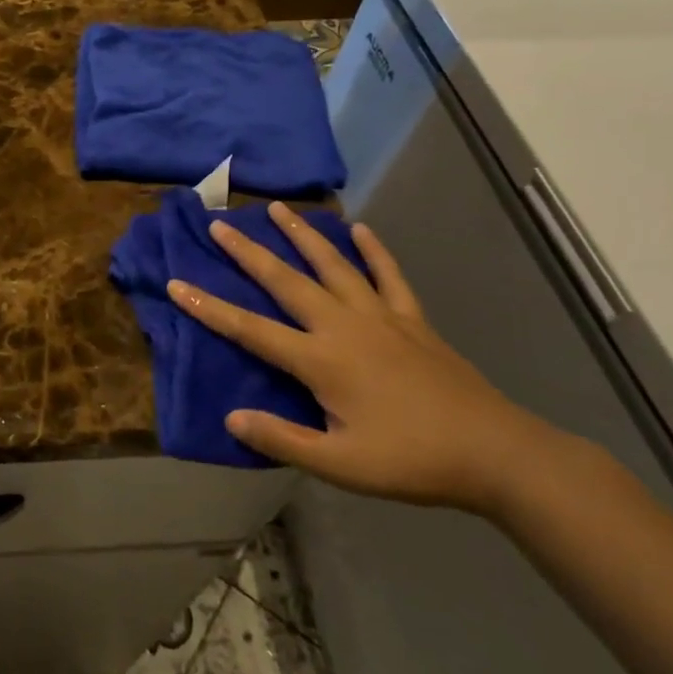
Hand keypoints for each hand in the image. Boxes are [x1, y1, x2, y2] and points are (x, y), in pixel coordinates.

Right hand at [168, 204, 566, 514]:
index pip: (251, 329)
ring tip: (279, 209)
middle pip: (286, 282)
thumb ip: (283, 439)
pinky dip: (374, 251)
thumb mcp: (340, 465)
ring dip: (303, 235)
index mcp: (321, 360)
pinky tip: (361, 229)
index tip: (177, 284)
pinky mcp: (413, 320)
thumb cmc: (411, 461)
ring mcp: (381, 317)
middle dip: (249, 252)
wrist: (495, 453)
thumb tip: (232, 417)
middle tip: (220, 224)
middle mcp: (344, 326)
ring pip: (333, 265)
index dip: (209, 308)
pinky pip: (389, 276)